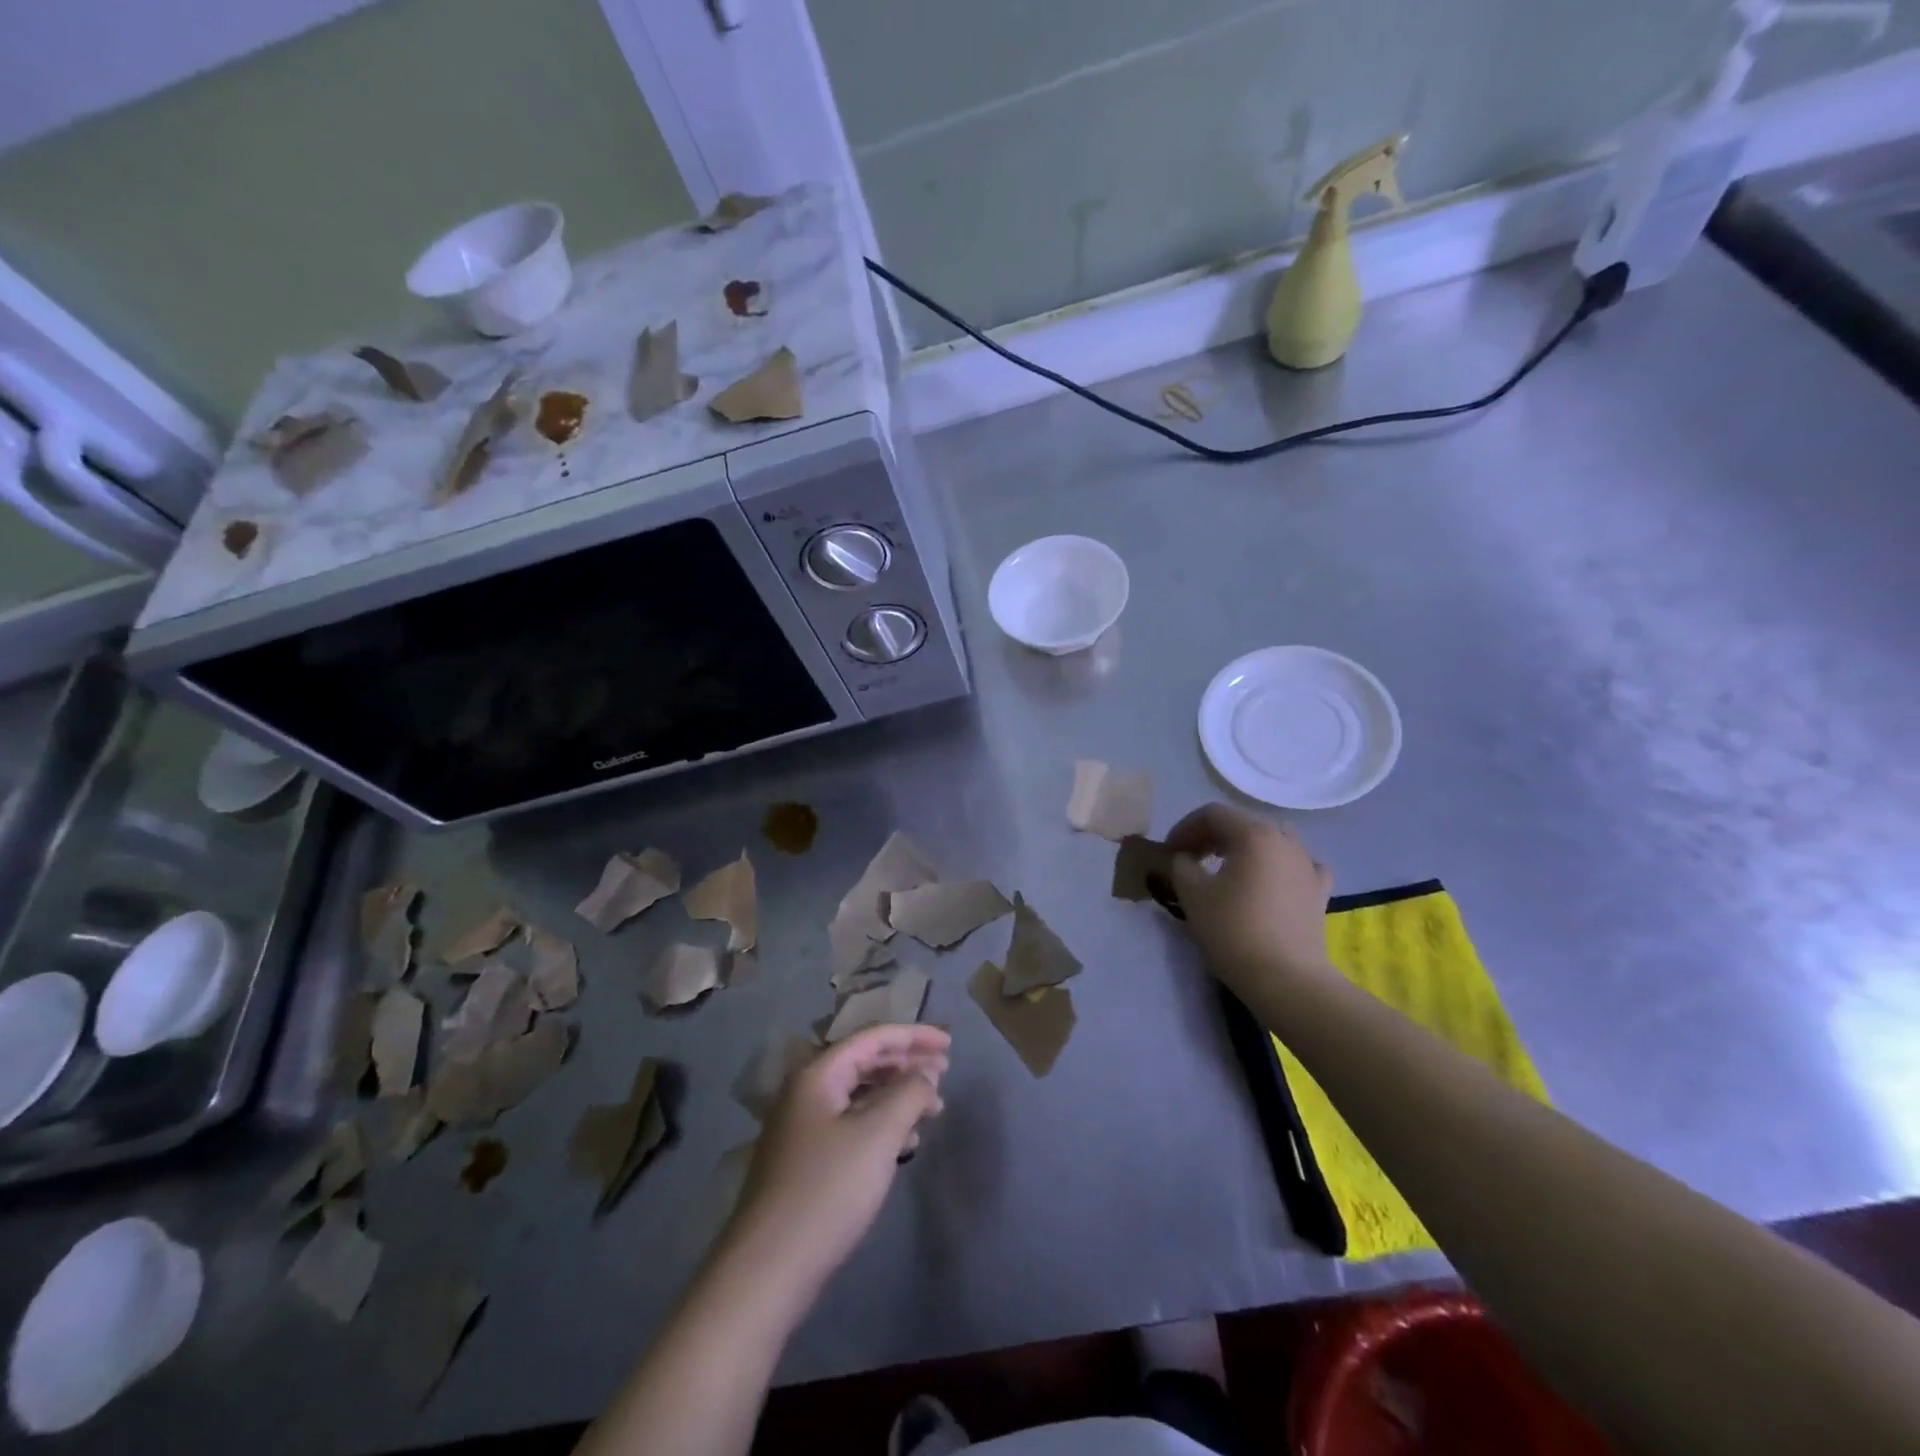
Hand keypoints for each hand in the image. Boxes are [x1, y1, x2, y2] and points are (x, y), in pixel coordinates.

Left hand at [727, 1024, 949, 1296]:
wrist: (767, 1270)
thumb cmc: (826, 1191)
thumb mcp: (877, 1134)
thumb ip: (909, 1094)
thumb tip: (926, 1075)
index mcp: (818, 1075)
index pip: (873, 1038)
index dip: (914, 1036)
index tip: (950, 1045)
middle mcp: (806, 1092)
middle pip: (865, 1062)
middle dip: (907, 1064)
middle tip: (945, 1073)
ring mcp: (802, 1128)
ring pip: (859, 1096)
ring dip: (897, 1095)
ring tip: (933, 1108)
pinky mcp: (806, 1162)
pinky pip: (852, 1125)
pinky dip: (882, 1124)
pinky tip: (906, 1142)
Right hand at [1166, 803, 1335, 996]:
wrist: (1286, 978)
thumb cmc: (1233, 930)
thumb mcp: (1192, 894)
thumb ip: (1181, 865)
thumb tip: (1184, 858)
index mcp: (1253, 835)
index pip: (1213, 814)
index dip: (1185, 827)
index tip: (1169, 850)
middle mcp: (1285, 841)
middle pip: (1243, 824)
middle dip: (1212, 836)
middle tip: (1191, 858)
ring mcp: (1307, 865)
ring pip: (1274, 840)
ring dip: (1246, 847)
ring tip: (1229, 868)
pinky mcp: (1320, 891)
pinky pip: (1300, 865)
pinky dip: (1281, 866)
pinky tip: (1273, 880)